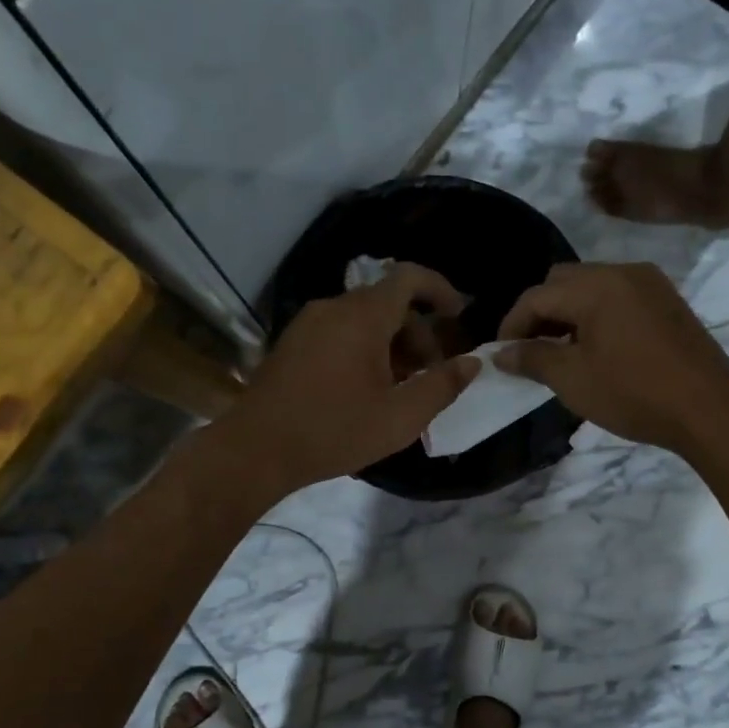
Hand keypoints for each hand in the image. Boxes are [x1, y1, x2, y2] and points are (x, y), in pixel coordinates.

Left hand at [216, 263, 479, 497]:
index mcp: (362, 316)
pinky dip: (364, 348)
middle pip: (388, 302)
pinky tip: (367, 389)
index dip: (440, 290)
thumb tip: (472, 362)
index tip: (458, 317)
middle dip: (418, 332)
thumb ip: (442, 386)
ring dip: (392, 344)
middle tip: (431, 374)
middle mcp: (333, 307)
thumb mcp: (400, 417)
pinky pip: (339, 332)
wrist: (256, 450)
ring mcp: (308, 324)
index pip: (409, 278)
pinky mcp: (292, 343)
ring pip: (363, 319)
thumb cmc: (334, 431)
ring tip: (401, 387)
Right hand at [495, 261, 728, 453]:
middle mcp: (622, 272)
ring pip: (592, 287)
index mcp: (596, 285)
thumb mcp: (573, 379)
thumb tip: (501, 353)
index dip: (512, 325)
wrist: (710, 408)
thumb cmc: (634, 393)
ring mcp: (650, 284)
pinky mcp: (667, 301)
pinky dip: (597, 315)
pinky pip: (618, 296)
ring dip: (569, 314)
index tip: (501, 355)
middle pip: (563, 281)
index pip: (537, 295)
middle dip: (540, 313)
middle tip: (531, 351)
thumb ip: (532, 358)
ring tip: (562, 353)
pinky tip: (597, 349)